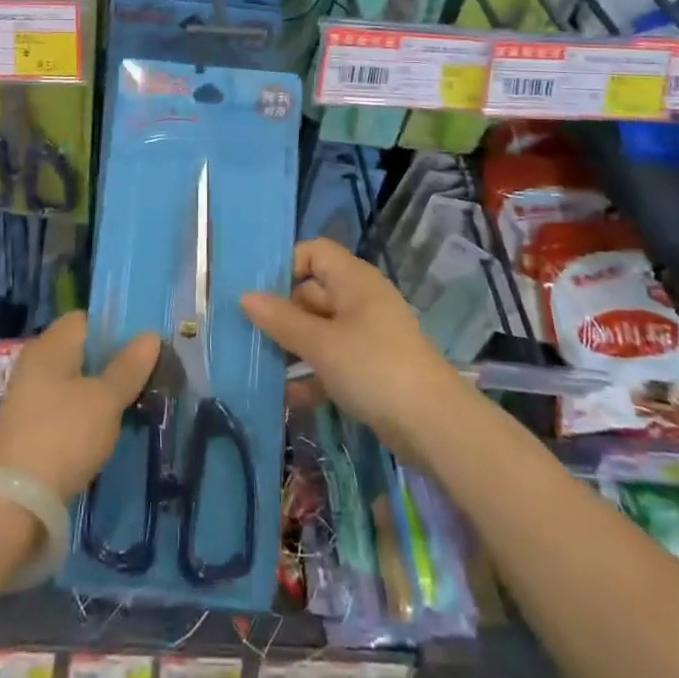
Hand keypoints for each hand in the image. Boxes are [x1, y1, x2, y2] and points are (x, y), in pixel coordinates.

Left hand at [0, 313, 159, 502]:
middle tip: (147, 374)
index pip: (85, 320)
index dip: (114, 327)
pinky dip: (85, 417)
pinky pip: (64, 412)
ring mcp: (29, 400)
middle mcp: (36, 365)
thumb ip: (128, 368)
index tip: (143, 343)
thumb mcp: (105, 400)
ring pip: (73, 385)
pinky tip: (107, 431)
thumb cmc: (62, 435)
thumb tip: (150, 335)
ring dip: (99, 393)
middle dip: (111, 363)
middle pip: (80, 353)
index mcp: (51, 345)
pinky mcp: (28, 433)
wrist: (10, 503)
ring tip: (135, 403)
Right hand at [241, 240, 468, 463]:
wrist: (434, 425)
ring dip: (293, 347)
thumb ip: (281, 320)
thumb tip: (244, 296)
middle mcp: (360, 299)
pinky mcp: (372, 368)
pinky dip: (313, 374)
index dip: (286, 266)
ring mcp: (368, 334)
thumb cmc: (372, 367)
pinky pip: (334, 359)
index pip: (314, 252)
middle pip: (313, 292)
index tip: (258, 294)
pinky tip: (288, 397)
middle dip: (281, 313)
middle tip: (248, 334)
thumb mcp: (320, 343)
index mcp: (353, 279)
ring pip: (321, 330)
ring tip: (260, 366)